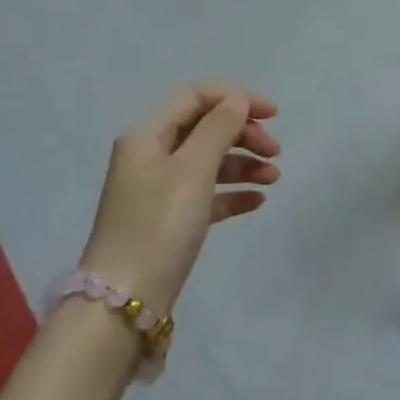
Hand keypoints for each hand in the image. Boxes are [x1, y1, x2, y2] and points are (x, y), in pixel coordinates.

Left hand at [80, 83, 279, 313]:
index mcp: (147, 135)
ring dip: (242, 163)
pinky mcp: (167, 221)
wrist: (123, 302)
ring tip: (273, 178)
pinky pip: (205, 194)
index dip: (235, 98)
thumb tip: (237, 101)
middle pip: (203, 128)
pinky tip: (257, 201)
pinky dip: (231, 192)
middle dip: (242, 133)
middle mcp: (150, 155)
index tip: (273, 114)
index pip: (194, 97)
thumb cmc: (159, 226)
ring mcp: (157, 190)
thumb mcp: (192, 171)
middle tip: (276, 152)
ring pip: (207, 162)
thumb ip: (218, 129)